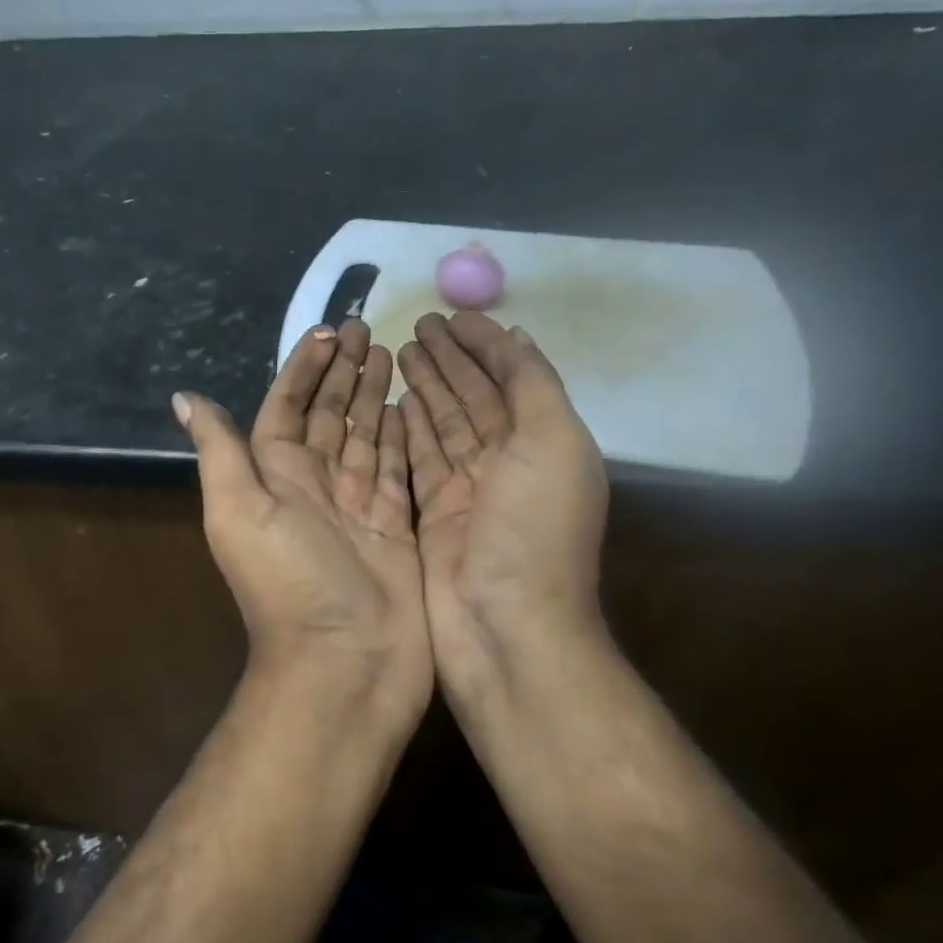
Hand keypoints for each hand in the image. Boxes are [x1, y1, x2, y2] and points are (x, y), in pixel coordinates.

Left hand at [174, 319, 431, 721]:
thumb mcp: (239, 510)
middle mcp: (314, 485)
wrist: (345, 661)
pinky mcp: (396, 524)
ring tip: (392, 353)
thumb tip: (184, 398)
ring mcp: (358, 505)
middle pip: (329, 415)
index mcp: (274, 476)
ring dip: (374, 395)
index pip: (287, 407)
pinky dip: (404, 436)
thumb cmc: (289, 581)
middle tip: (368, 328)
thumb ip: (220, 450)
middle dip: (345, 372)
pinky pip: (398, 468)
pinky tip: (412, 406)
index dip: (304, 368)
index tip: (327, 330)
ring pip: (365, 435)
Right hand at [397, 312, 607, 713]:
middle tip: (416, 325)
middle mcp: (508, 463)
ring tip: (400, 353)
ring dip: (425, 389)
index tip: (452, 315)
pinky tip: (389, 404)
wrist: (504, 627)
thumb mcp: (553, 442)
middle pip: (473, 399)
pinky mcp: (434, 516)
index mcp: (544, 443)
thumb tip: (516, 338)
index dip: (484, 345)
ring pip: (443, 426)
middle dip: (450, 361)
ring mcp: (469, 492)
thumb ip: (533, 386)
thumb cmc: (533, 531)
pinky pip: (418, 462)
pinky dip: (406, 431)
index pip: (511, 378)